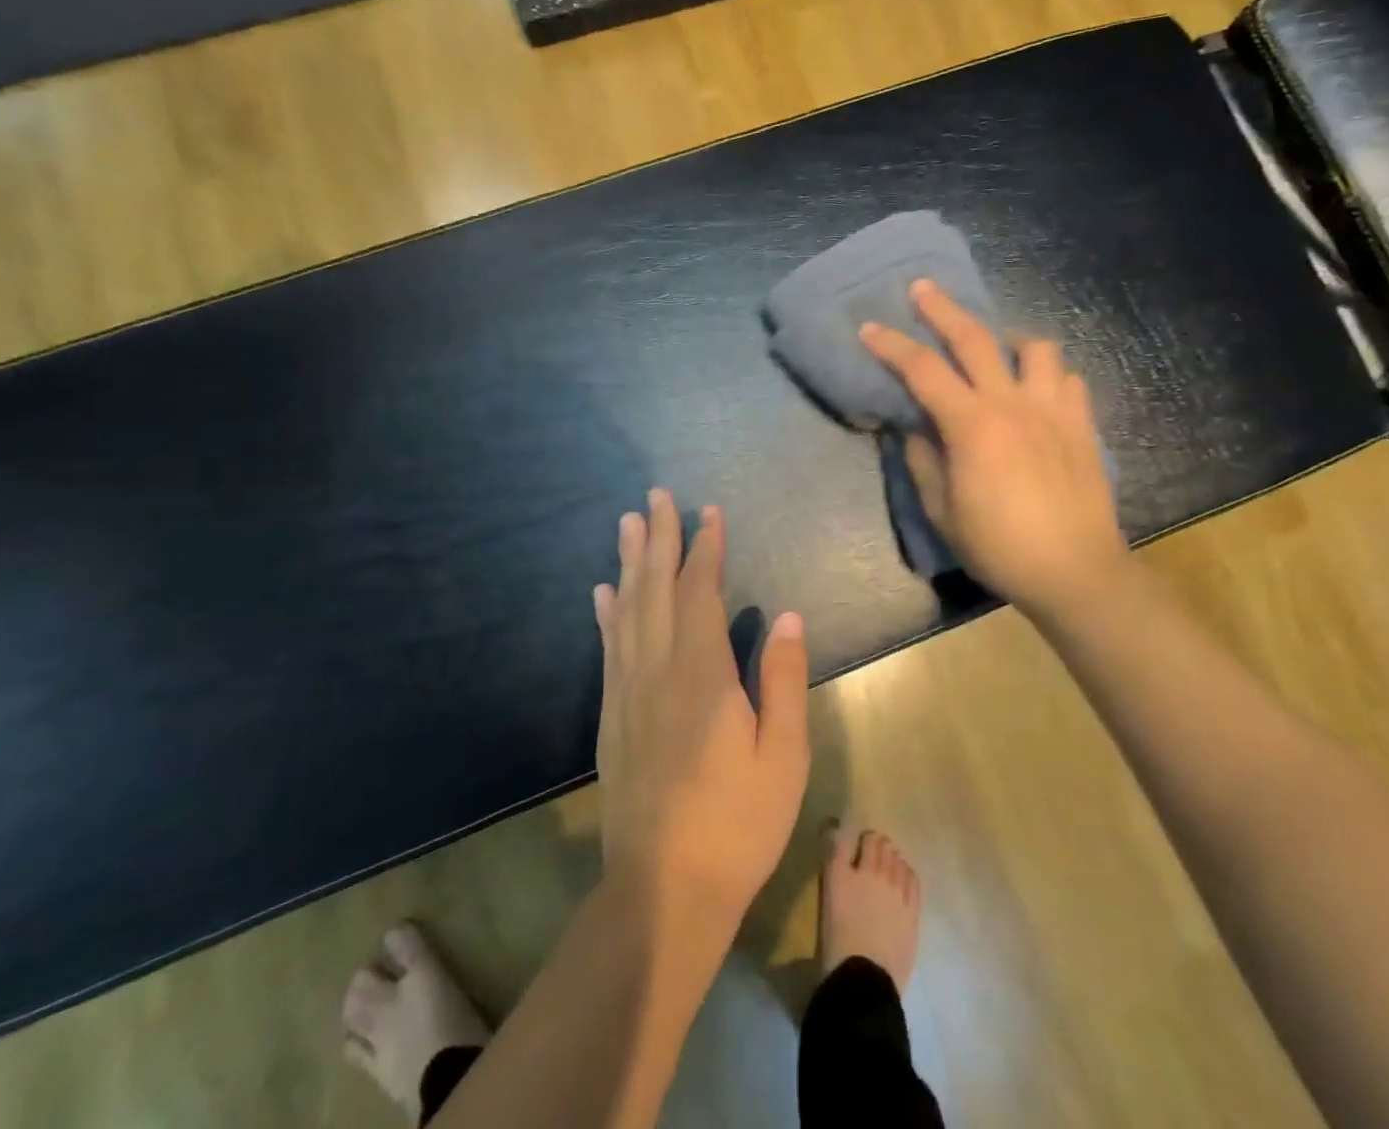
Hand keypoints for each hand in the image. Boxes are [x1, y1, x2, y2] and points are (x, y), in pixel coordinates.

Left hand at [594, 490, 810, 933]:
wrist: (663, 892)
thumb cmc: (738, 824)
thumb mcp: (783, 756)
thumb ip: (783, 680)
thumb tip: (786, 615)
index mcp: (703, 676)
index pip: (700, 594)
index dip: (705, 549)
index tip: (708, 512)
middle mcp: (658, 671)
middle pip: (656, 590)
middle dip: (658, 539)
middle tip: (656, 496)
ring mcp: (628, 694)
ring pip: (627, 611)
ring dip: (628, 564)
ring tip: (628, 524)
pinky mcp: (612, 718)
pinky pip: (609, 649)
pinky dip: (607, 614)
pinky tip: (603, 593)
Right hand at [860, 279, 1127, 618]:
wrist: (1074, 570)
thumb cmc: (999, 546)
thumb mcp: (942, 511)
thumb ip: (923, 462)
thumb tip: (914, 430)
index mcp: (972, 425)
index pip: (922, 370)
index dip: (891, 346)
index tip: (869, 329)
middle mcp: (1012, 403)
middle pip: (975, 337)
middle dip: (943, 308)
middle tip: (922, 289)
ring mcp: (1053, 409)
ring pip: (1035, 347)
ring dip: (1009, 340)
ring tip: (997, 353)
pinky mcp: (1082, 424)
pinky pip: (1069, 379)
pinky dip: (1049, 376)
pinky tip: (1038, 393)